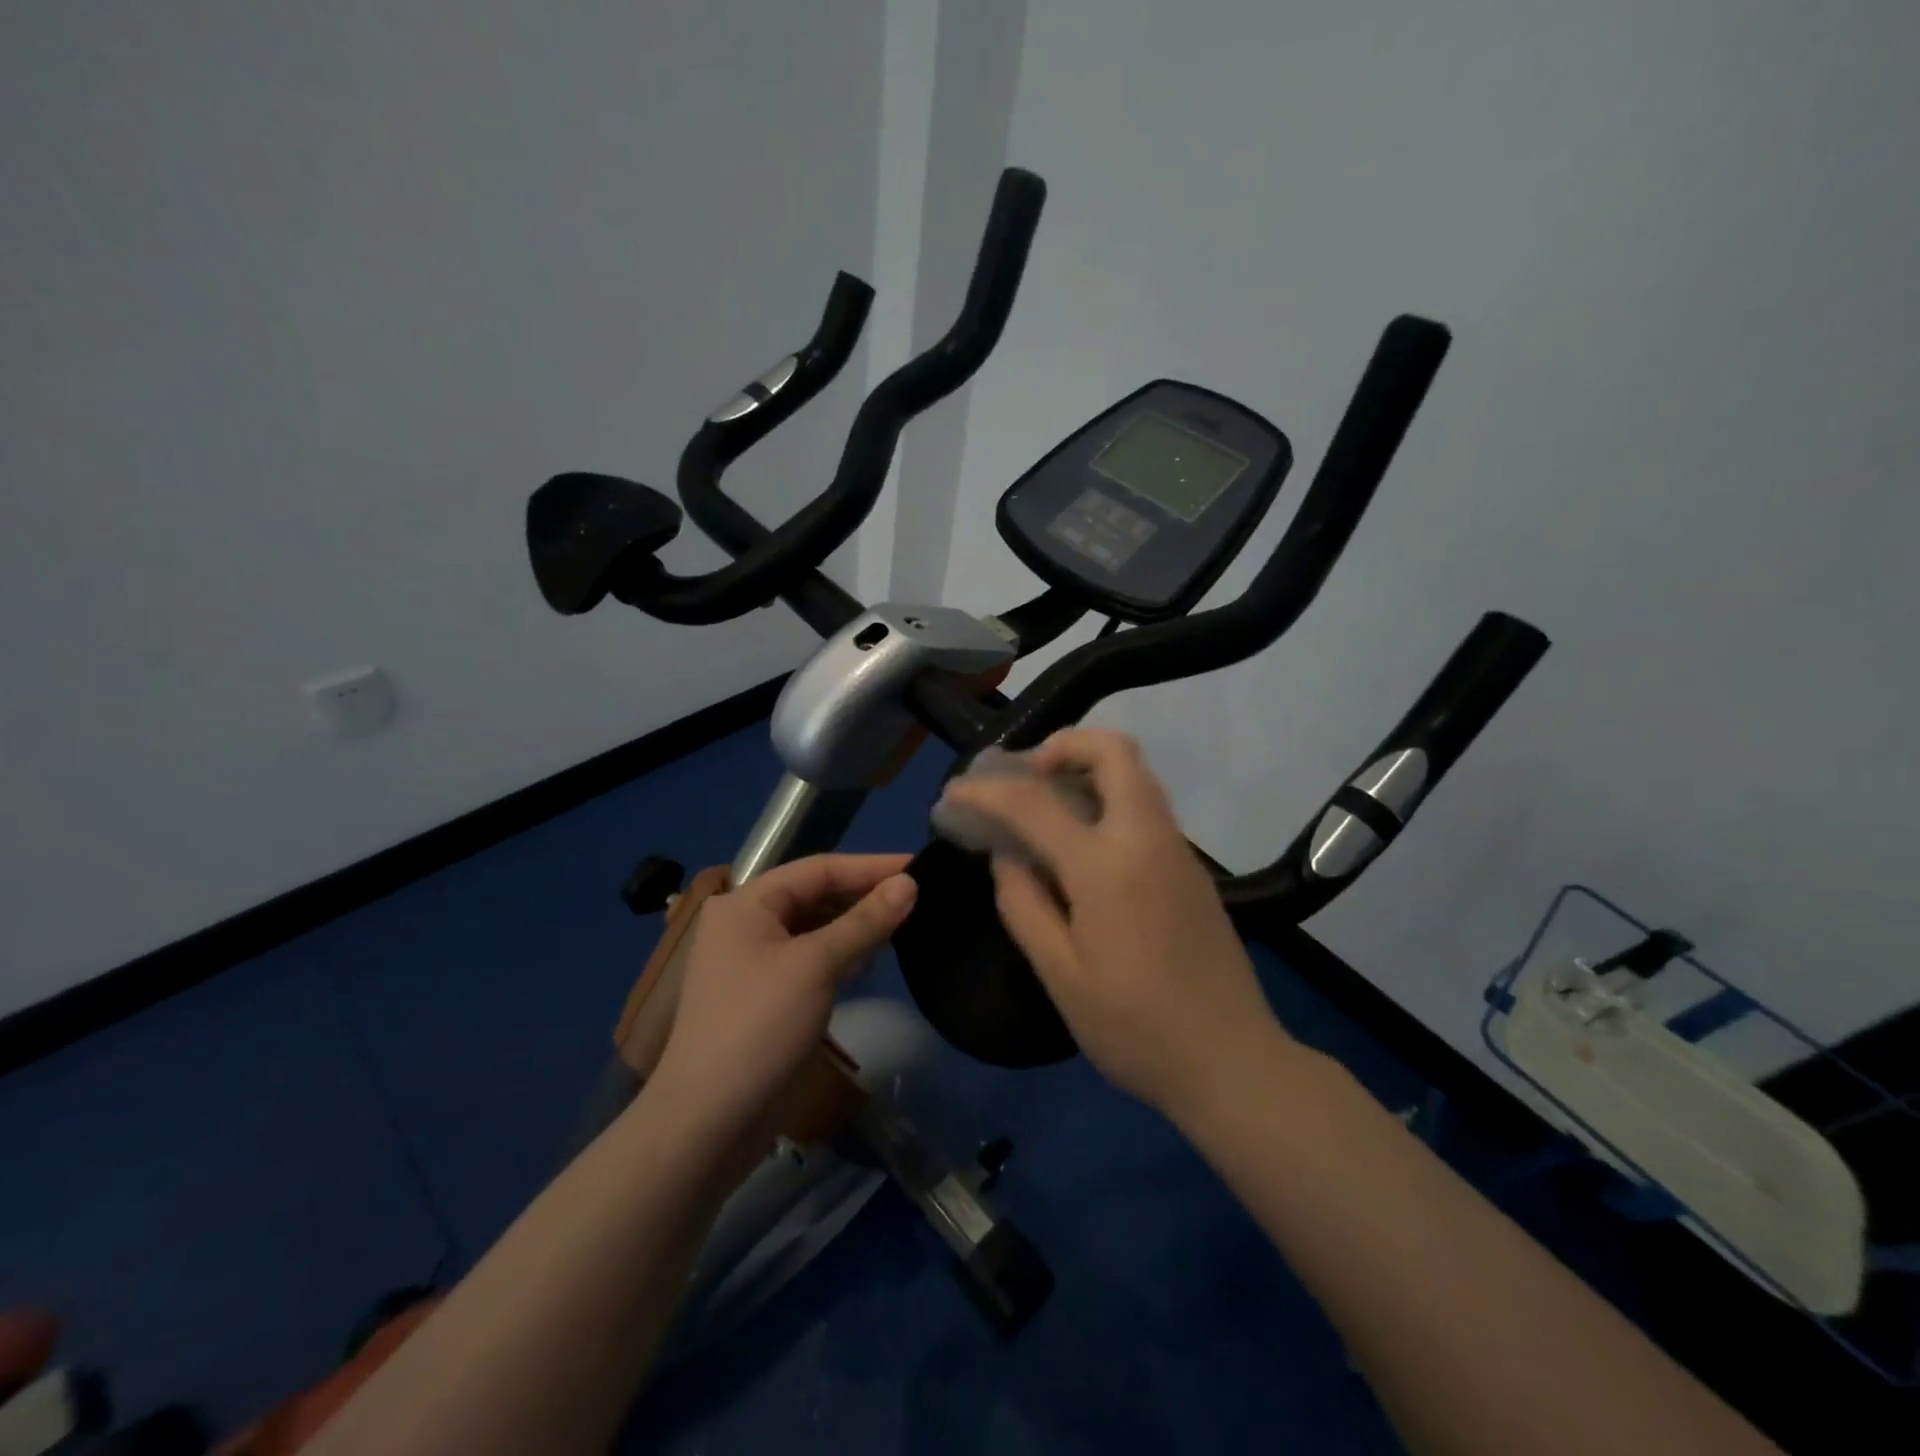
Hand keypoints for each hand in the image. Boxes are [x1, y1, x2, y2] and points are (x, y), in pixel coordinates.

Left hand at [649, 854, 915, 1146]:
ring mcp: (754, 961)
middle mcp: (746, 923)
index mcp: (747, 902)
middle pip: (815, 895)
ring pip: (815, 927)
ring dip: (856, 925)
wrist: (708, 1123)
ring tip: (904, 924)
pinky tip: (870, 960)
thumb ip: (864, 921)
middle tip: (919, 897)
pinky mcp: (765, 995)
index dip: (871, 866)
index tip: (919, 867)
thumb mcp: (816, 965)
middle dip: (864, 895)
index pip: (819, 868)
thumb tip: (909, 883)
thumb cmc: (759, 1027)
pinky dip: (841, 953)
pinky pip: (810, 958)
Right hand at [938, 729, 1289, 1119]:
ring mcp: (1176, 848)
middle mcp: (1147, 837)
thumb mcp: (1060, 975)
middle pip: (1112, 750)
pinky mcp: (1190, 865)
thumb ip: (1023, 904)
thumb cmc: (1135, 1028)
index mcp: (1107, 865)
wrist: (1231, 1061)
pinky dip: (1106, 797)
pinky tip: (1079, 841)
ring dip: (1085, 767)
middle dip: (1060, 746)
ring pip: (1134, 772)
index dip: (987, 791)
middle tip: (1022, 777)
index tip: (954, 793)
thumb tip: (1007, 856)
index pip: (1035, 802)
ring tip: (1043, 803)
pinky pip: (1144, 804)